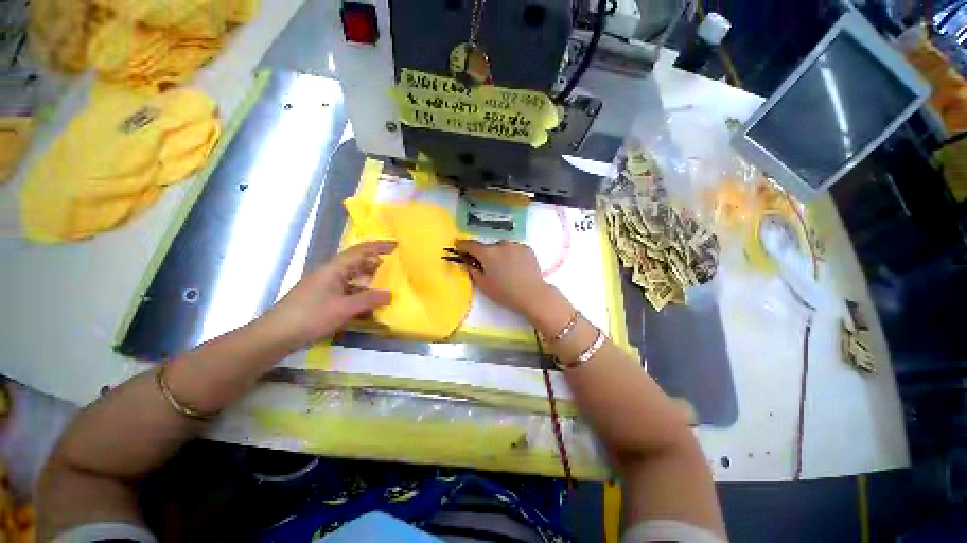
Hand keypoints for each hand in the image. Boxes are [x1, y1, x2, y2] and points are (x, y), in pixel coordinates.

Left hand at [262, 241, 395, 347]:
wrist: (276, 335)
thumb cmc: (310, 316)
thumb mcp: (344, 308)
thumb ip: (369, 299)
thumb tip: (390, 294)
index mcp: (335, 268)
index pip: (361, 250)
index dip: (379, 246)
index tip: (396, 246)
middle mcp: (331, 273)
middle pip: (358, 263)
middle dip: (377, 264)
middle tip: (397, 269)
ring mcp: (327, 285)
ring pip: (354, 278)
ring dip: (370, 281)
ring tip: (388, 286)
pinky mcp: (325, 298)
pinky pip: (349, 290)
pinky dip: (361, 293)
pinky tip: (370, 304)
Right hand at [455, 240, 552, 318]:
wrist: (533, 295)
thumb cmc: (505, 293)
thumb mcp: (483, 285)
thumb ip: (472, 271)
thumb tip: (467, 262)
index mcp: (487, 253)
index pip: (470, 244)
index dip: (462, 245)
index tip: (458, 246)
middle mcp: (501, 244)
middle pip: (488, 247)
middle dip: (485, 255)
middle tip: (488, 267)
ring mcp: (515, 245)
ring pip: (502, 248)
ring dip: (500, 254)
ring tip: (505, 269)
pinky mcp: (527, 248)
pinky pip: (514, 249)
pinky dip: (512, 255)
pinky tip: (516, 267)